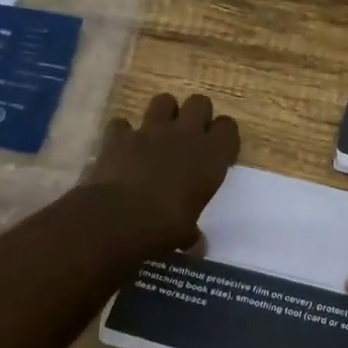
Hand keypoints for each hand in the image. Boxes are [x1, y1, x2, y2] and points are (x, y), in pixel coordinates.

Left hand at [83, 93, 238, 254]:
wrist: (119, 216)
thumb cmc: (166, 225)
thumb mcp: (187, 234)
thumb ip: (193, 235)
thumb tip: (198, 247)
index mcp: (212, 156)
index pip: (228, 128)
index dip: (223, 136)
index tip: (218, 151)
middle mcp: (185, 135)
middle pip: (200, 103)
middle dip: (196, 114)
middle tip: (190, 135)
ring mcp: (150, 131)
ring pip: (163, 101)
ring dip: (162, 113)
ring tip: (158, 133)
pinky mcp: (118, 136)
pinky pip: (122, 124)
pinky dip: (122, 133)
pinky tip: (122, 147)